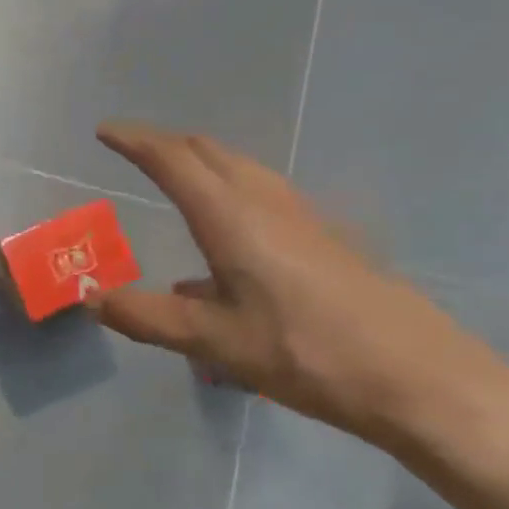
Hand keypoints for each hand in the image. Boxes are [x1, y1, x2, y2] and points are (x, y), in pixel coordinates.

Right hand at [91, 122, 508, 454]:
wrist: (417, 377)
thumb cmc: (306, 354)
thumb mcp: (214, 341)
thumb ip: (147, 316)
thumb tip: (91, 299)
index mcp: (230, 217)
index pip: (172, 160)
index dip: (135, 141)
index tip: (104, 131)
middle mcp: (264, 202)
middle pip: (208, 153)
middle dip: (165, 144)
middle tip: (132, 151)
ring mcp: (301, 216)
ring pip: (239, 168)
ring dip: (200, 161)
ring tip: (173, 178)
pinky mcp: (323, 237)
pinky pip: (261, 191)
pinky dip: (227, 188)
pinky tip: (225, 238)